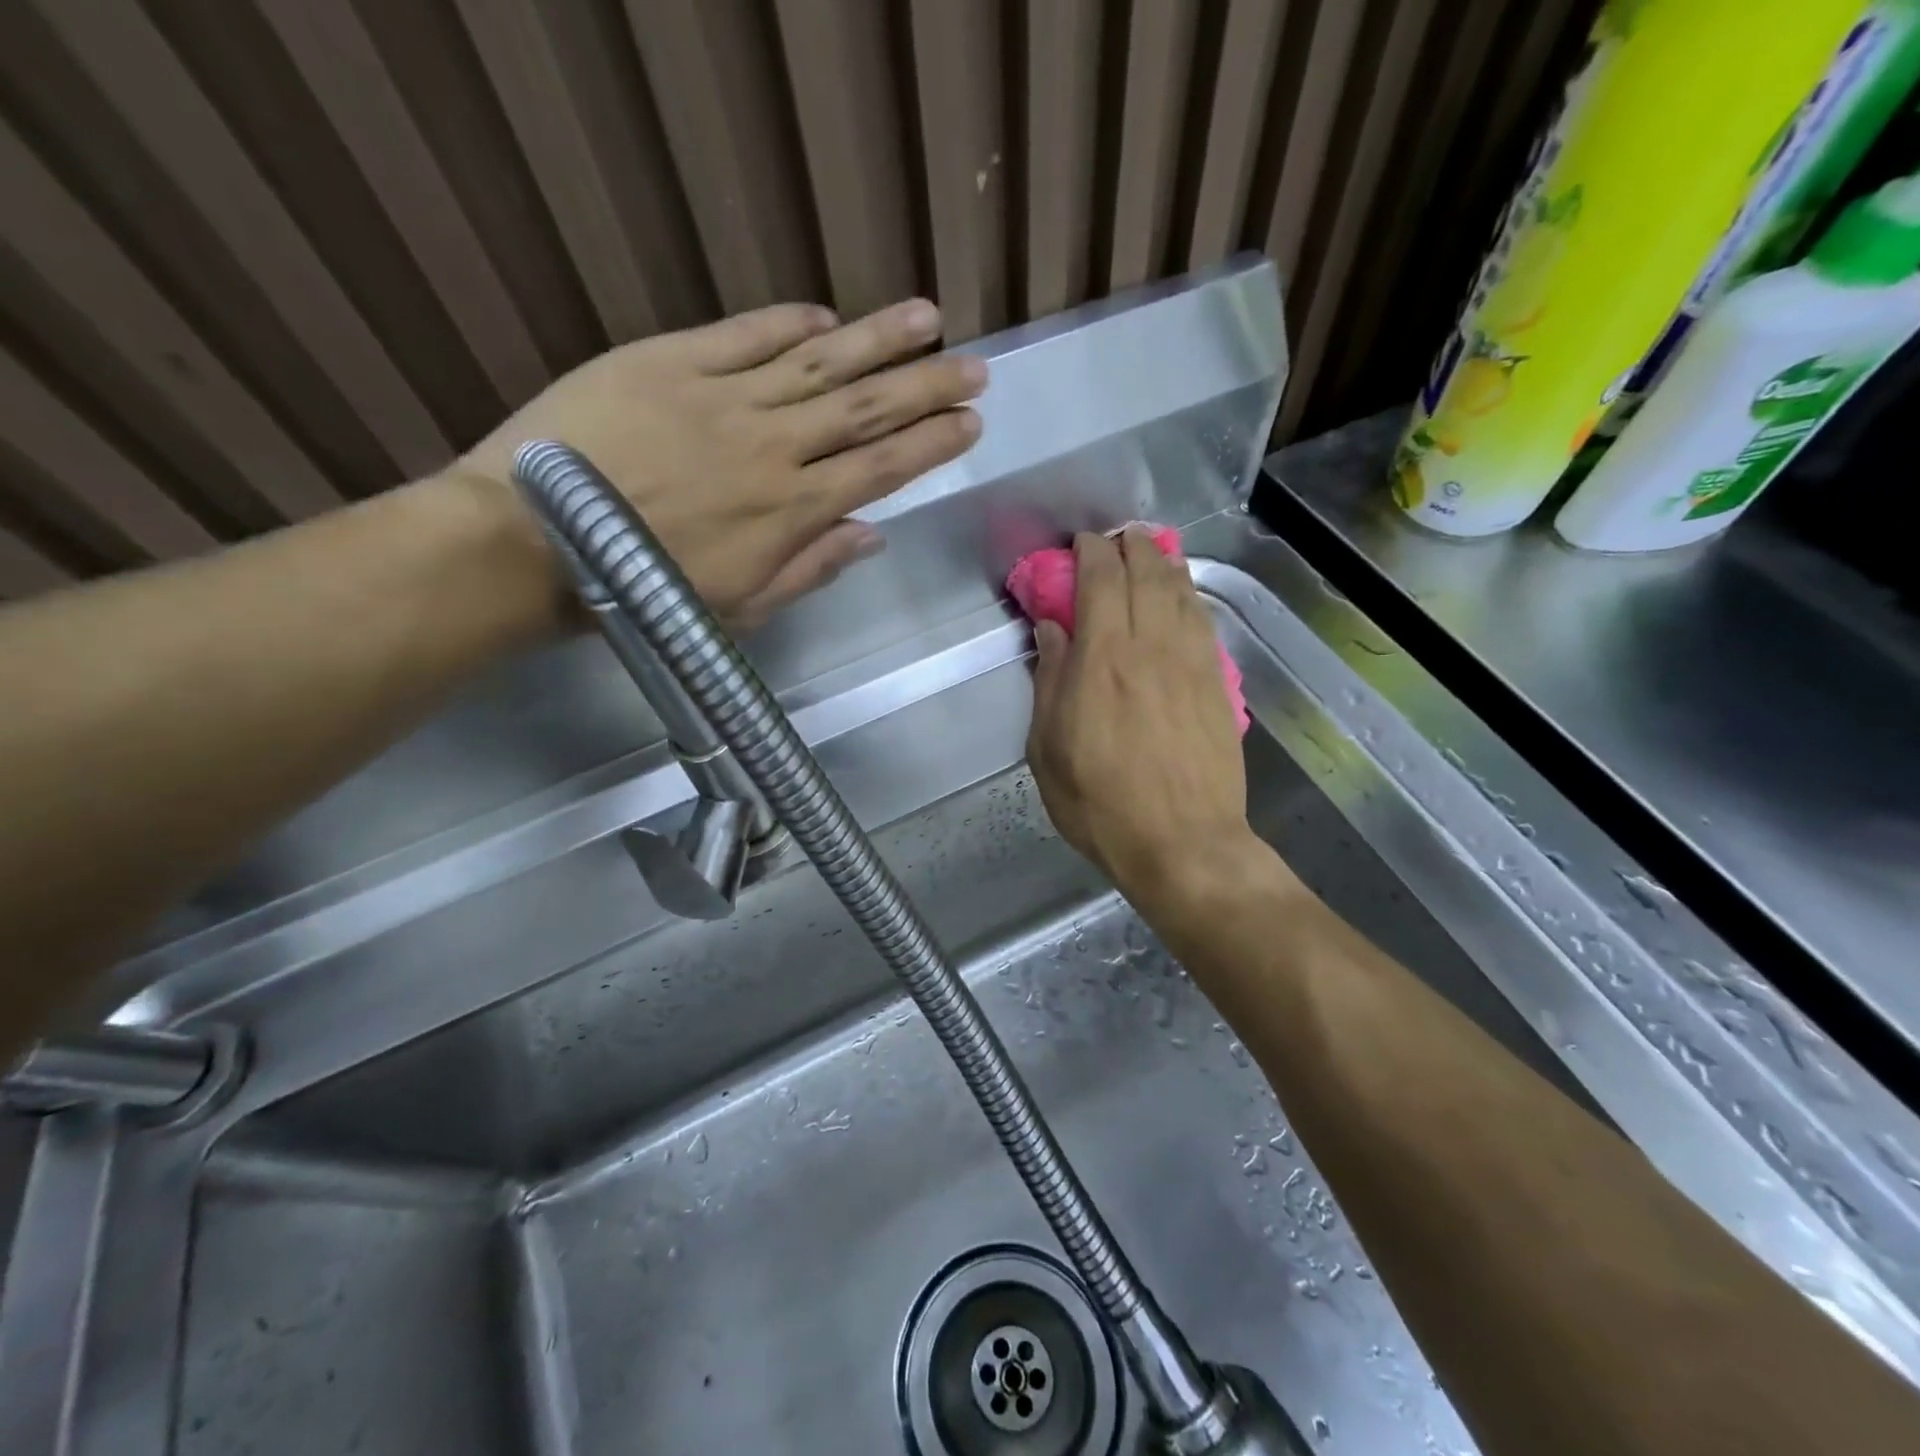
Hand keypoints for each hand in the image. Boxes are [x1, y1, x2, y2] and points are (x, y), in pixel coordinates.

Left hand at [460, 299, 983, 628]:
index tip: (969, 424)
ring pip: (819, 362)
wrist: (534, 540)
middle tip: (974, 367)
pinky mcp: (670, 362)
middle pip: (865, 409)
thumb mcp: (742, 607)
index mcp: (791, 512)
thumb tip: (871, 535)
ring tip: (927, 319)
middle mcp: (774, 448)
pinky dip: (789, 323)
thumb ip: (811, 568)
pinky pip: (746, 336)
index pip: (880, 469)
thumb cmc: (646, 592)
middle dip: (926, 387)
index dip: (930, 444)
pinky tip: (826, 316)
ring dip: (878, 340)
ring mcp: (724, 399)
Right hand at [1027, 528, 1252, 898]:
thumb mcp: (1049, 750)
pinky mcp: (1218, 685)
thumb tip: (1052, 629)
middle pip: (1146, 575)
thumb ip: (1051, 681)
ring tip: (1150, 552)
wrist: (1183, 844)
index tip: (1080, 544)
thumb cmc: (1102, 804)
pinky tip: (1182, 595)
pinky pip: (1203, 623)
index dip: (1090, 553)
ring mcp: (1192, 664)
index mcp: (1103, 660)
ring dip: (1163, 563)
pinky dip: (1189, 597)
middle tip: (1116, 539)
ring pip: (1181, 592)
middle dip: (1130, 547)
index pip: (1101, 581)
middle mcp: (1151, 648)